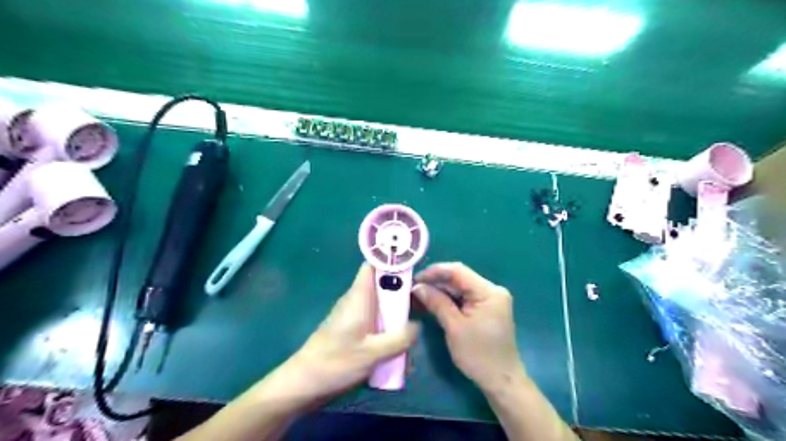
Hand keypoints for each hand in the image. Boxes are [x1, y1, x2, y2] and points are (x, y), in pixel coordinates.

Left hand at [279, 263, 420, 400]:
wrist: (304, 382)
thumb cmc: (337, 362)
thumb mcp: (374, 353)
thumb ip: (399, 338)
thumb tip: (417, 325)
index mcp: (359, 296)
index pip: (373, 265)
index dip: (391, 264)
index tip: (412, 271)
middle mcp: (355, 299)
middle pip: (380, 285)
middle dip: (399, 293)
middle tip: (418, 305)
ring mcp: (352, 313)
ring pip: (378, 304)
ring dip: (393, 313)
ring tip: (410, 327)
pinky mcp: (350, 327)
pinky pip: (372, 319)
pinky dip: (384, 326)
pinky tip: (395, 345)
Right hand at [412, 262, 526, 391]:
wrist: (502, 381)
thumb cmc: (478, 355)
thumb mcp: (454, 327)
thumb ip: (436, 302)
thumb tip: (417, 287)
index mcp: (489, 291)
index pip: (458, 271)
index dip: (434, 272)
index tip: (415, 279)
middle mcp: (492, 290)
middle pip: (459, 278)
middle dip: (436, 282)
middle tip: (413, 289)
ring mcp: (491, 299)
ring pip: (461, 287)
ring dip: (441, 291)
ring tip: (419, 295)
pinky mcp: (487, 308)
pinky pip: (465, 297)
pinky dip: (449, 300)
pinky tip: (434, 302)